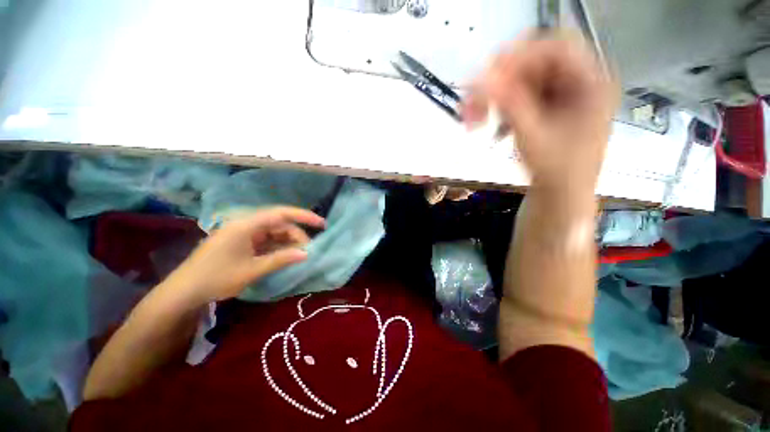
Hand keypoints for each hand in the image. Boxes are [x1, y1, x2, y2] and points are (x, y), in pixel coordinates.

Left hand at [165, 206, 324, 304]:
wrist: (184, 292)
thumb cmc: (217, 278)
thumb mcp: (252, 270)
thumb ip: (281, 259)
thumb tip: (307, 254)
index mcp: (246, 225)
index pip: (281, 213)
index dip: (304, 216)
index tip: (321, 224)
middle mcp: (246, 224)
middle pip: (279, 224)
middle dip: (297, 235)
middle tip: (309, 250)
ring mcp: (244, 234)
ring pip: (274, 232)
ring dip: (288, 242)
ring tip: (299, 255)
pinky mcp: (242, 242)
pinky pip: (266, 241)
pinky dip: (278, 247)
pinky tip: (286, 256)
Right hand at [463, 33, 617, 191]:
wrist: (561, 195)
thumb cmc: (556, 170)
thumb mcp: (532, 135)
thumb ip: (509, 104)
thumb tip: (481, 78)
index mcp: (591, 83)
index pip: (556, 49)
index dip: (521, 56)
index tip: (488, 75)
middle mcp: (579, 82)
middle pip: (536, 65)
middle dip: (500, 82)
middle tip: (472, 101)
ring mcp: (563, 95)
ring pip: (523, 82)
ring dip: (495, 98)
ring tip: (472, 119)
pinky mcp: (549, 108)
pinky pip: (521, 98)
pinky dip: (501, 108)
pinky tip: (489, 124)